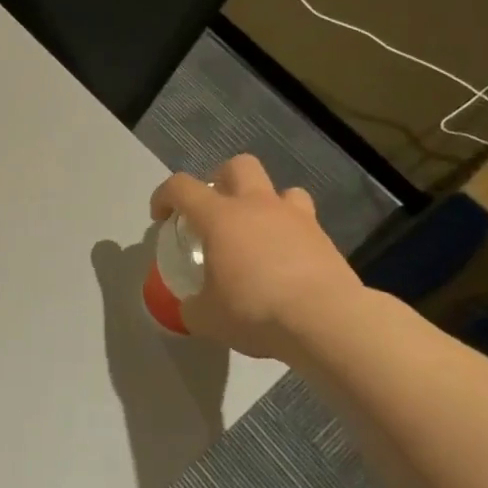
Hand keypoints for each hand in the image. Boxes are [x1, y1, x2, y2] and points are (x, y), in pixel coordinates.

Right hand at [151, 155, 364, 361]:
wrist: (326, 320)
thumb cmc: (255, 310)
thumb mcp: (207, 318)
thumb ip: (193, 307)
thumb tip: (192, 307)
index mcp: (220, 217)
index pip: (181, 187)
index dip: (164, 196)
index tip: (161, 218)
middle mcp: (257, 206)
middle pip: (238, 166)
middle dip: (220, 181)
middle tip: (214, 212)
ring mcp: (296, 218)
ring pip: (280, 190)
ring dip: (264, 203)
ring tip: (258, 233)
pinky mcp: (324, 239)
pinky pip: (304, 223)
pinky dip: (291, 234)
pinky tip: (286, 262)